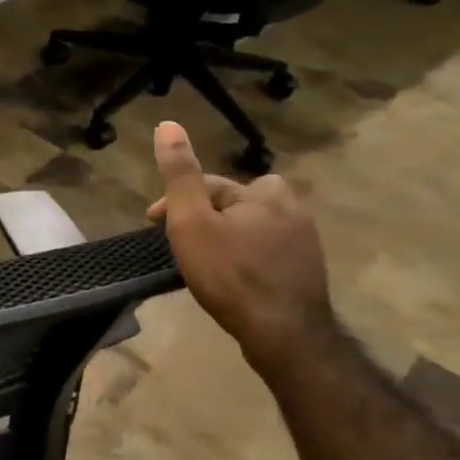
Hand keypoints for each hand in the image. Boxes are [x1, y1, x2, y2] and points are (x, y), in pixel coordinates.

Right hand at [147, 122, 333, 369]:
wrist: (284, 334)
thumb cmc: (230, 273)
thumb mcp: (191, 221)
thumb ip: (180, 175)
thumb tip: (168, 125)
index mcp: (266, 192)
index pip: (209, 185)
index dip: (175, 201)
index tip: (152, 225)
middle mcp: (294, 209)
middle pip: (233, 203)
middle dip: (205, 216)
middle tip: (182, 241)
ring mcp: (306, 242)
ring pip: (251, 227)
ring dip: (226, 236)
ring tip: (204, 261)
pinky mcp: (307, 271)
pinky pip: (266, 251)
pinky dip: (245, 257)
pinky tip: (232, 278)